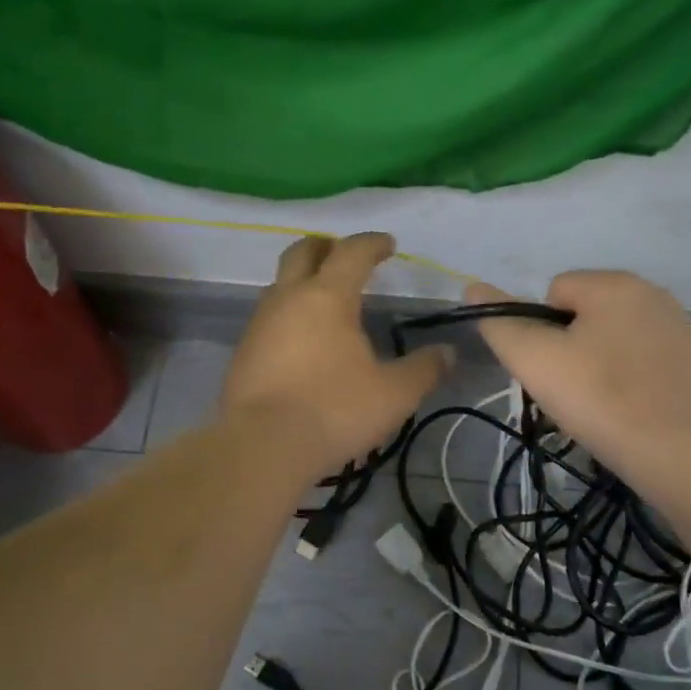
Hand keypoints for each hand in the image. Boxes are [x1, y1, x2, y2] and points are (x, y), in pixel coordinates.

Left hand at [222, 233, 452, 476]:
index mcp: (328, 296)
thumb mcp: (394, 394)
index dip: (372, 243)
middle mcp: (288, 299)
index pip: (352, 252)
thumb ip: (423, 370)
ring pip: (279, 285)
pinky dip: (287, 315)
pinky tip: (301, 341)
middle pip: (302, 253)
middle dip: (325, 246)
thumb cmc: (334, 411)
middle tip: (343, 254)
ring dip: (301, 281)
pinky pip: (268, 318)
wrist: (261, 446)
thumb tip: (447, 353)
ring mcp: (259, 324)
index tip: (388, 245)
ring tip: (323, 300)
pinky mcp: (243, 352)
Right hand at [465, 271, 690, 486]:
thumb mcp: (533, 360)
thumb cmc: (597, 397)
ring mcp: (684, 326)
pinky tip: (638, 405)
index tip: (551, 367)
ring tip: (605, 400)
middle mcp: (654, 292)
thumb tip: (472, 288)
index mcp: (614, 284)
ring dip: (608, 355)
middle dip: (576, 341)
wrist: (674, 450)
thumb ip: (499, 321)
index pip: (555, 291)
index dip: (542, 330)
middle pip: (590, 310)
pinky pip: (653, 356)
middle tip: (573, 387)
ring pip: (623, 333)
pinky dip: (641, 373)